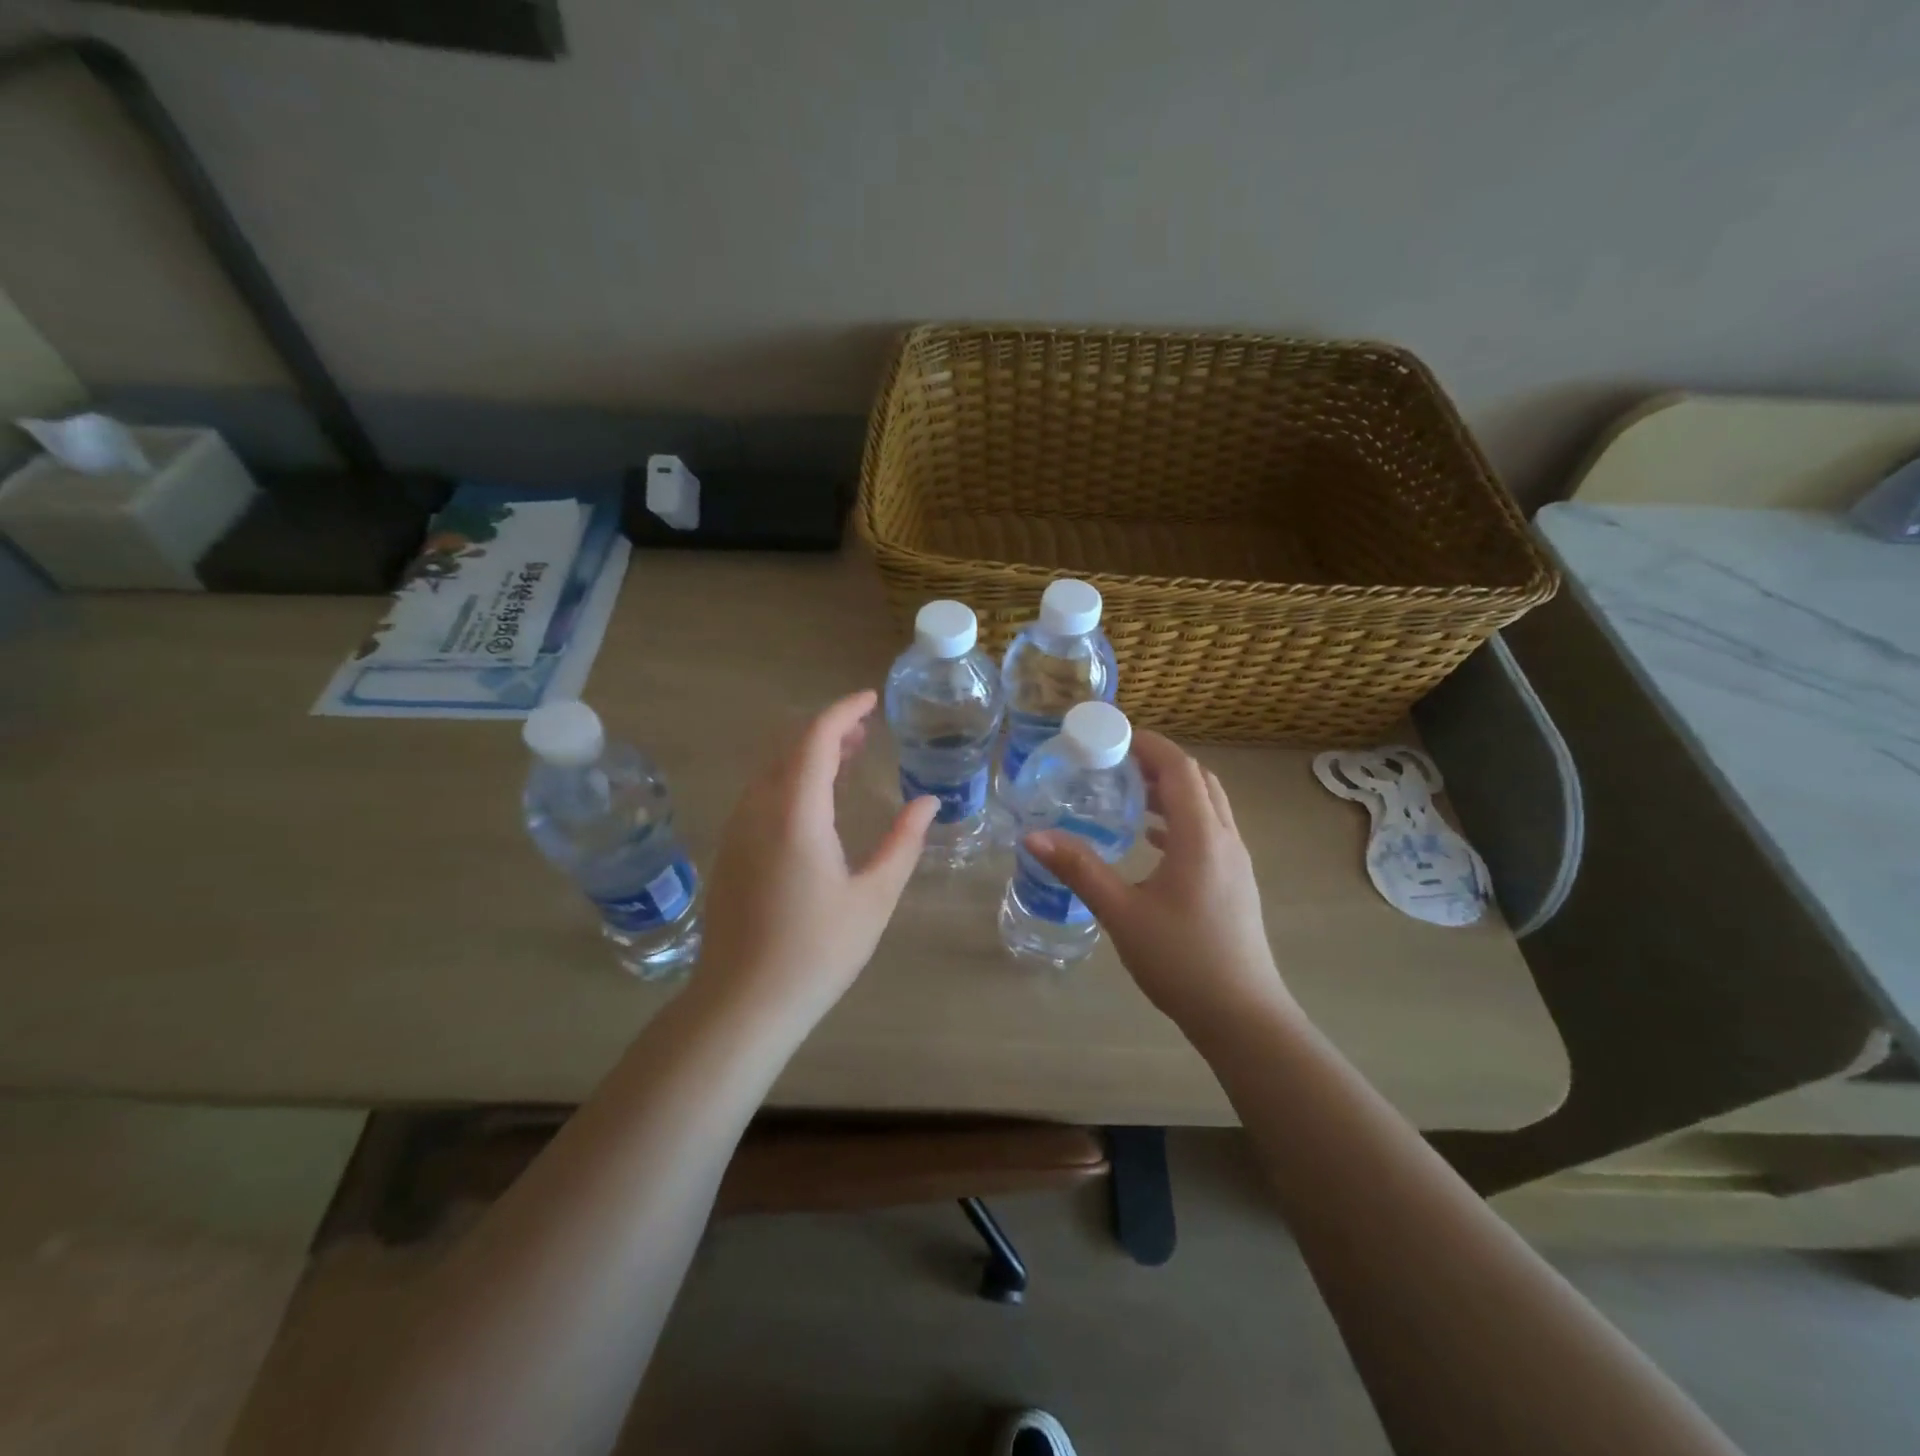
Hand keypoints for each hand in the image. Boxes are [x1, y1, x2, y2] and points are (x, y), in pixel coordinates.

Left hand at [697, 690, 937, 1026]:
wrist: (742, 1003)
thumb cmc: (817, 951)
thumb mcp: (874, 897)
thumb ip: (903, 842)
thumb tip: (928, 801)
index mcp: (796, 814)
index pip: (816, 739)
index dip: (844, 711)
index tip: (871, 699)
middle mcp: (759, 810)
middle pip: (791, 748)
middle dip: (829, 731)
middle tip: (867, 731)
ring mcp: (737, 830)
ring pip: (773, 771)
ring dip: (808, 755)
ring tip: (847, 758)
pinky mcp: (729, 851)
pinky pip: (761, 795)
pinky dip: (791, 780)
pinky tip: (815, 802)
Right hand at [1023, 731, 1297, 1036]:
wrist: (1243, 1016)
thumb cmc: (1181, 960)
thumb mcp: (1122, 913)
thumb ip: (1079, 869)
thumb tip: (1032, 837)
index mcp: (1200, 837)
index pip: (1179, 769)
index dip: (1149, 745)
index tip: (1112, 736)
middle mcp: (1225, 839)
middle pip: (1198, 780)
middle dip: (1159, 763)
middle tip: (1115, 763)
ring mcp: (1236, 861)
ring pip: (1208, 805)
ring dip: (1173, 790)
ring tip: (1129, 794)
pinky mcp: (1236, 882)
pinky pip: (1211, 830)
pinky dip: (1181, 819)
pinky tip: (1151, 840)